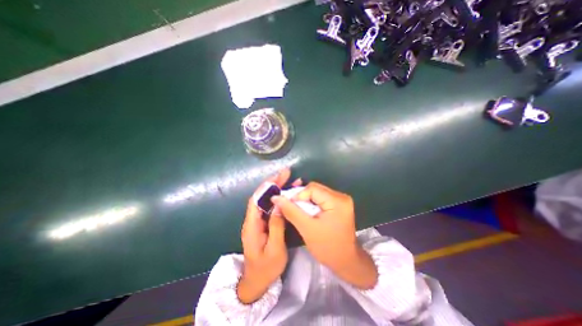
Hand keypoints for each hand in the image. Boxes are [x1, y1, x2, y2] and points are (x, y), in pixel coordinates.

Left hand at [238, 170, 299, 303]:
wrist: (257, 282)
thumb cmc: (266, 268)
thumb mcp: (275, 249)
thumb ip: (276, 226)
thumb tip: (279, 205)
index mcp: (252, 226)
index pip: (257, 200)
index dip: (266, 186)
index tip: (278, 176)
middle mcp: (253, 220)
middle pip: (262, 197)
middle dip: (273, 184)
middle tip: (286, 173)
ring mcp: (258, 221)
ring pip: (267, 200)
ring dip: (277, 189)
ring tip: (290, 180)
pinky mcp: (264, 223)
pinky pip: (271, 207)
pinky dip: (279, 199)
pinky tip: (287, 194)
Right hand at [272, 182, 377, 288]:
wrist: (345, 261)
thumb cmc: (327, 247)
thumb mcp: (306, 228)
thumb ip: (291, 211)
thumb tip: (276, 197)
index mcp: (337, 201)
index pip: (312, 188)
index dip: (297, 195)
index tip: (287, 205)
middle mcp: (341, 196)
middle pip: (315, 189)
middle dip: (301, 197)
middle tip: (290, 206)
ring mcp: (341, 200)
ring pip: (317, 192)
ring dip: (305, 200)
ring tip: (298, 210)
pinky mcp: (339, 204)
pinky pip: (321, 198)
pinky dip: (311, 203)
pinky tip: (306, 211)